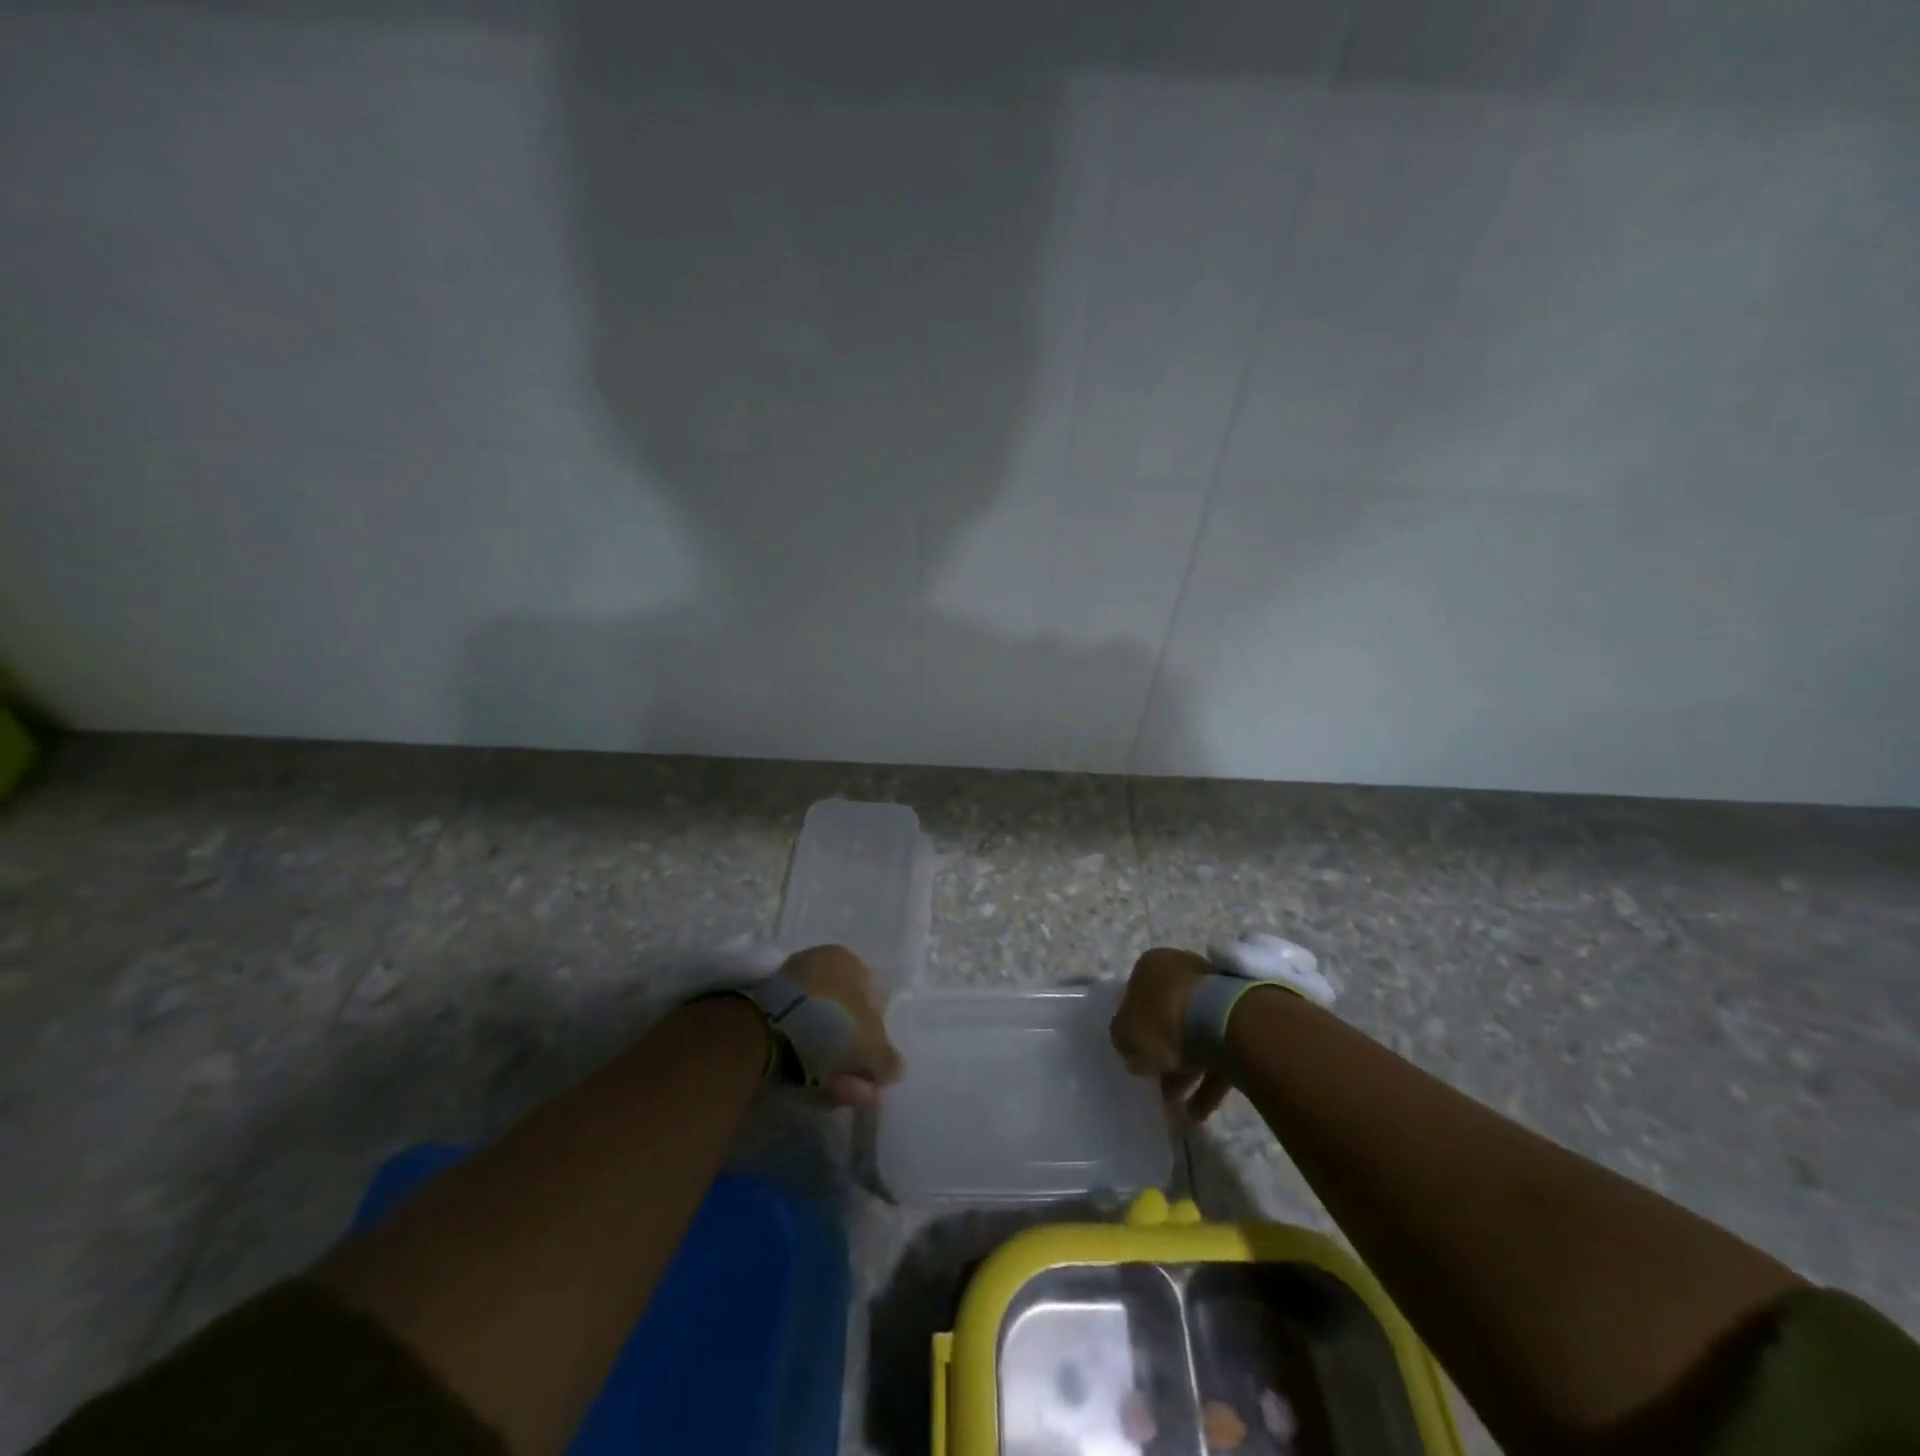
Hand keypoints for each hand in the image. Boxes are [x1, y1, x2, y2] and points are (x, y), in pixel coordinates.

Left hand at [779, 944, 905, 1108]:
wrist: (766, 1031)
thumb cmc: (831, 1024)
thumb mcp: (872, 1045)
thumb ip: (888, 1058)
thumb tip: (895, 1068)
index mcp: (846, 960)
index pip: (873, 997)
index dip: (878, 1034)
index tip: (875, 1063)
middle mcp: (818, 965)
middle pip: (845, 1018)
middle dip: (854, 1055)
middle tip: (860, 1085)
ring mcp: (789, 988)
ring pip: (821, 1032)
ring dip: (834, 1064)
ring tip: (840, 1091)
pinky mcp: (766, 1013)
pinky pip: (797, 1039)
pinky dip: (808, 1061)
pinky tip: (817, 1084)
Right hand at [1110, 947, 1233, 1120]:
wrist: (1227, 1023)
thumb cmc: (1165, 1020)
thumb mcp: (1125, 1033)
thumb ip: (1123, 1038)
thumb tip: (1131, 1046)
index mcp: (1152, 966)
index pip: (1135, 995)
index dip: (1132, 1026)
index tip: (1133, 1053)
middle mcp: (1184, 971)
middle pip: (1167, 1016)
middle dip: (1163, 1052)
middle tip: (1157, 1084)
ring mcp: (1216, 992)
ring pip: (1195, 1035)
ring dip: (1186, 1072)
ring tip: (1179, 1108)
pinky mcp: (1243, 1019)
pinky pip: (1220, 1051)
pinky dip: (1209, 1081)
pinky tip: (1200, 1111)